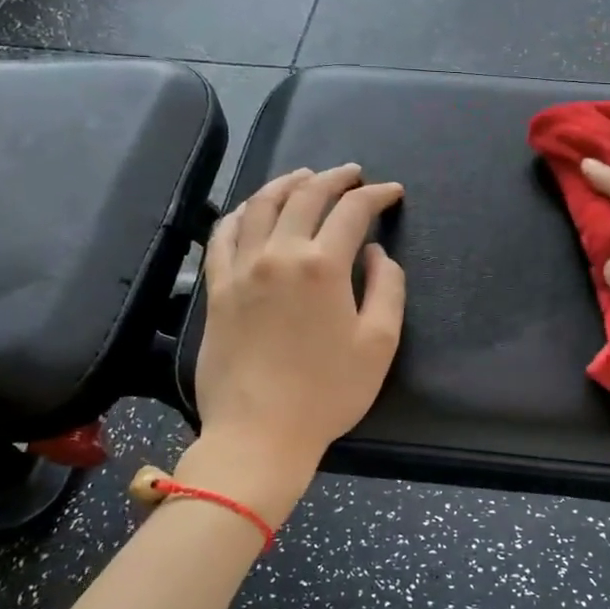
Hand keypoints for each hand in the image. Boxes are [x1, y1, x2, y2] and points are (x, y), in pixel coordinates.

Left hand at [195, 165, 405, 474]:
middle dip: (335, 178)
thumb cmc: (328, 393)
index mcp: (323, 266)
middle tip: (353, 174)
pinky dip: (242, 212)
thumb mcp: (379, 343)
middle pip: (306, 196)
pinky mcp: (217, 288)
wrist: (259, 434)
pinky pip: (224, 234)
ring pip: (261, 205)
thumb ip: (387, 288)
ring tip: (305, 177)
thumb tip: (375, 253)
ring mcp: (241, 268)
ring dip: (287, 183)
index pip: (353, 210)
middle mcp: (279, 254)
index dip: (377, 194)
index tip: (392, 192)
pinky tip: (252, 209)